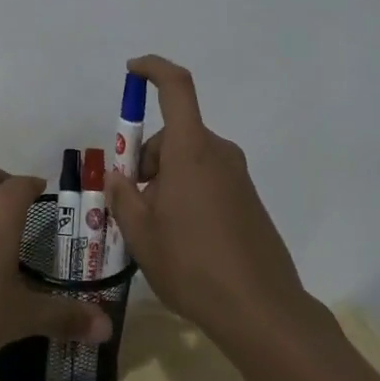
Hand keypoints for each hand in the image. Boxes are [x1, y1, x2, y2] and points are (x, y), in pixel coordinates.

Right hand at [105, 55, 306, 342]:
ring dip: (165, 180)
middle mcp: (219, 153)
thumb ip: (122, 197)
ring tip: (155, 230)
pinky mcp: (249, 201)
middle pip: (174, 134)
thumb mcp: (141, 233)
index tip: (132, 70)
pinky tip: (183, 239)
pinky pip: (208, 180)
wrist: (261, 311)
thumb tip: (119, 178)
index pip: (176, 87)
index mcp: (191, 150)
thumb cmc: (192, 264)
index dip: (153, 69)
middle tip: (131, 202)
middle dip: (146, 159)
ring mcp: (238, 177)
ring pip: (189, 160)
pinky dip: (187, 194)